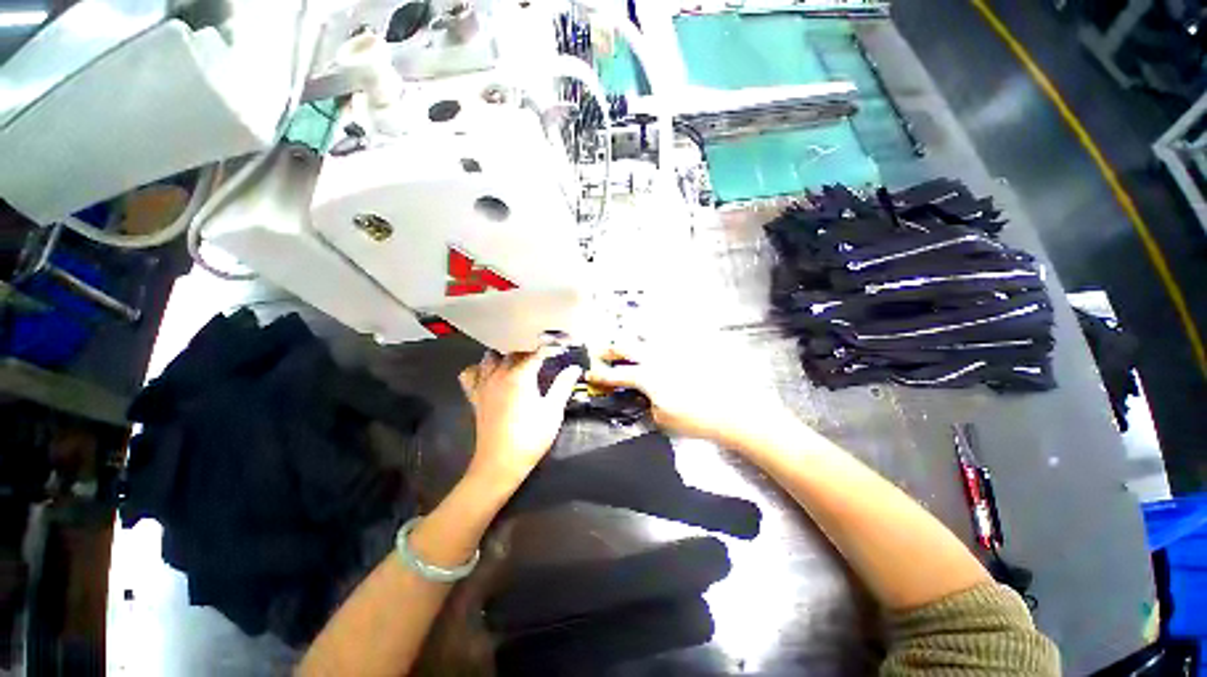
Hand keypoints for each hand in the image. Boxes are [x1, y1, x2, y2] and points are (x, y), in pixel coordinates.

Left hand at [458, 347, 581, 488]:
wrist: (500, 464)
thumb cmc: (530, 437)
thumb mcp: (553, 411)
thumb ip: (563, 385)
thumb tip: (574, 368)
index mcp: (520, 375)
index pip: (536, 352)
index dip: (549, 347)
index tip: (560, 347)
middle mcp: (499, 374)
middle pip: (513, 351)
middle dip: (529, 349)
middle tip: (544, 355)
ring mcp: (484, 384)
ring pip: (491, 357)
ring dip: (505, 355)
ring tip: (519, 362)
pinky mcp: (475, 396)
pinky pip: (471, 374)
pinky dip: (480, 369)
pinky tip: (492, 375)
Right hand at [585, 341, 791, 448]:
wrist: (732, 410)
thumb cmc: (694, 418)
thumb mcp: (663, 418)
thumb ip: (648, 404)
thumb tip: (645, 396)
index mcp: (647, 376)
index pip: (617, 374)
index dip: (601, 375)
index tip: (590, 374)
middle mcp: (656, 358)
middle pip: (627, 347)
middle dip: (611, 349)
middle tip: (602, 351)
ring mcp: (673, 351)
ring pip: (647, 338)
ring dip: (632, 341)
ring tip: (627, 345)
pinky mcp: (689, 350)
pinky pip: (667, 340)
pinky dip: (656, 342)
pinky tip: (657, 346)